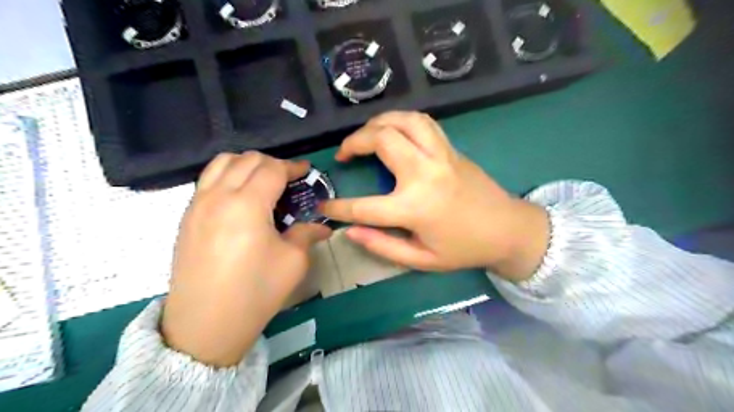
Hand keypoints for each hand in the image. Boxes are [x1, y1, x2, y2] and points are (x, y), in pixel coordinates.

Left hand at [164, 151, 331, 366]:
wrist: (206, 324)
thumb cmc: (256, 291)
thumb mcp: (293, 262)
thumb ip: (306, 234)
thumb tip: (322, 226)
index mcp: (247, 204)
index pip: (272, 169)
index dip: (293, 166)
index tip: (306, 172)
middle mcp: (218, 196)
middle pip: (247, 159)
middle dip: (272, 163)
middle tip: (288, 180)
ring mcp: (197, 204)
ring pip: (221, 163)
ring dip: (246, 164)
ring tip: (262, 181)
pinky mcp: (187, 216)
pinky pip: (207, 180)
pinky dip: (227, 175)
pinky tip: (239, 197)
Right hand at [319, 112, 546, 281]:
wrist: (508, 229)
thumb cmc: (464, 249)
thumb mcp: (422, 260)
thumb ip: (382, 245)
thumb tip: (349, 231)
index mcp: (415, 207)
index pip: (363, 207)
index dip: (338, 208)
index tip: (323, 207)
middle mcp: (425, 173)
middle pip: (381, 139)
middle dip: (354, 142)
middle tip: (344, 154)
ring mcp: (440, 155)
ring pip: (403, 120)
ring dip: (378, 122)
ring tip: (366, 135)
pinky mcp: (451, 148)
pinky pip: (423, 121)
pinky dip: (402, 119)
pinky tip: (394, 130)